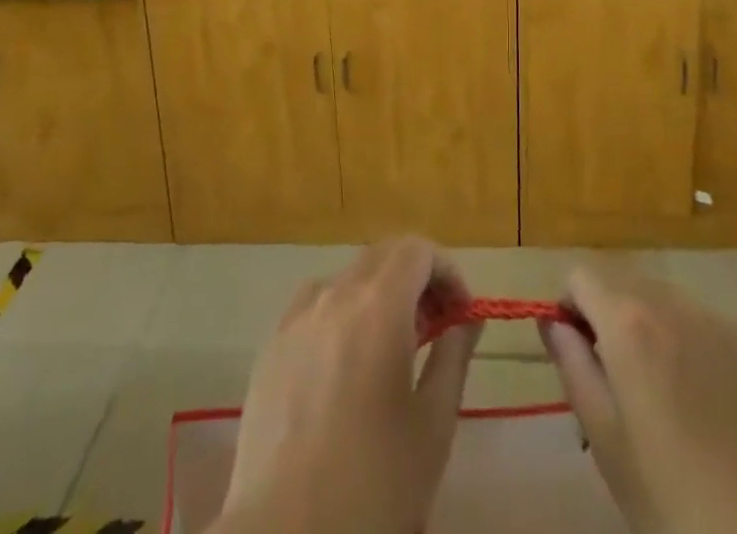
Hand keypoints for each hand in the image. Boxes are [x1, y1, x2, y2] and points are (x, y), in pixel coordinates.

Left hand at [211, 237, 480, 533]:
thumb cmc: (373, 486)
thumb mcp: (433, 425)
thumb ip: (454, 356)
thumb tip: (466, 319)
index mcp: (378, 306)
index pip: (418, 250)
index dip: (447, 272)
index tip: (462, 315)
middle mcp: (334, 295)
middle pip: (382, 256)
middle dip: (416, 279)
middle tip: (435, 328)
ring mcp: (296, 319)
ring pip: (347, 278)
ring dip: (378, 294)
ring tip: (391, 348)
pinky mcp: (270, 348)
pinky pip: (314, 306)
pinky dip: (341, 314)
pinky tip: (345, 366)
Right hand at [540, 260, 736, 533]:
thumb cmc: (676, 500)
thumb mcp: (606, 440)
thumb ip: (573, 367)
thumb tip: (551, 322)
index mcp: (628, 321)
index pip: (580, 277)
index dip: (569, 308)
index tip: (574, 354)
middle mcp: (669, 302)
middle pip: (622, 283)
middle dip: (606, 317)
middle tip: (614, 385)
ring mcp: (714, 320)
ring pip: (661, 300)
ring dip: (646, 328)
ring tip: (659, 398)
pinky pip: (699, 324)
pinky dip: (685, 344)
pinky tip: (703, 407)